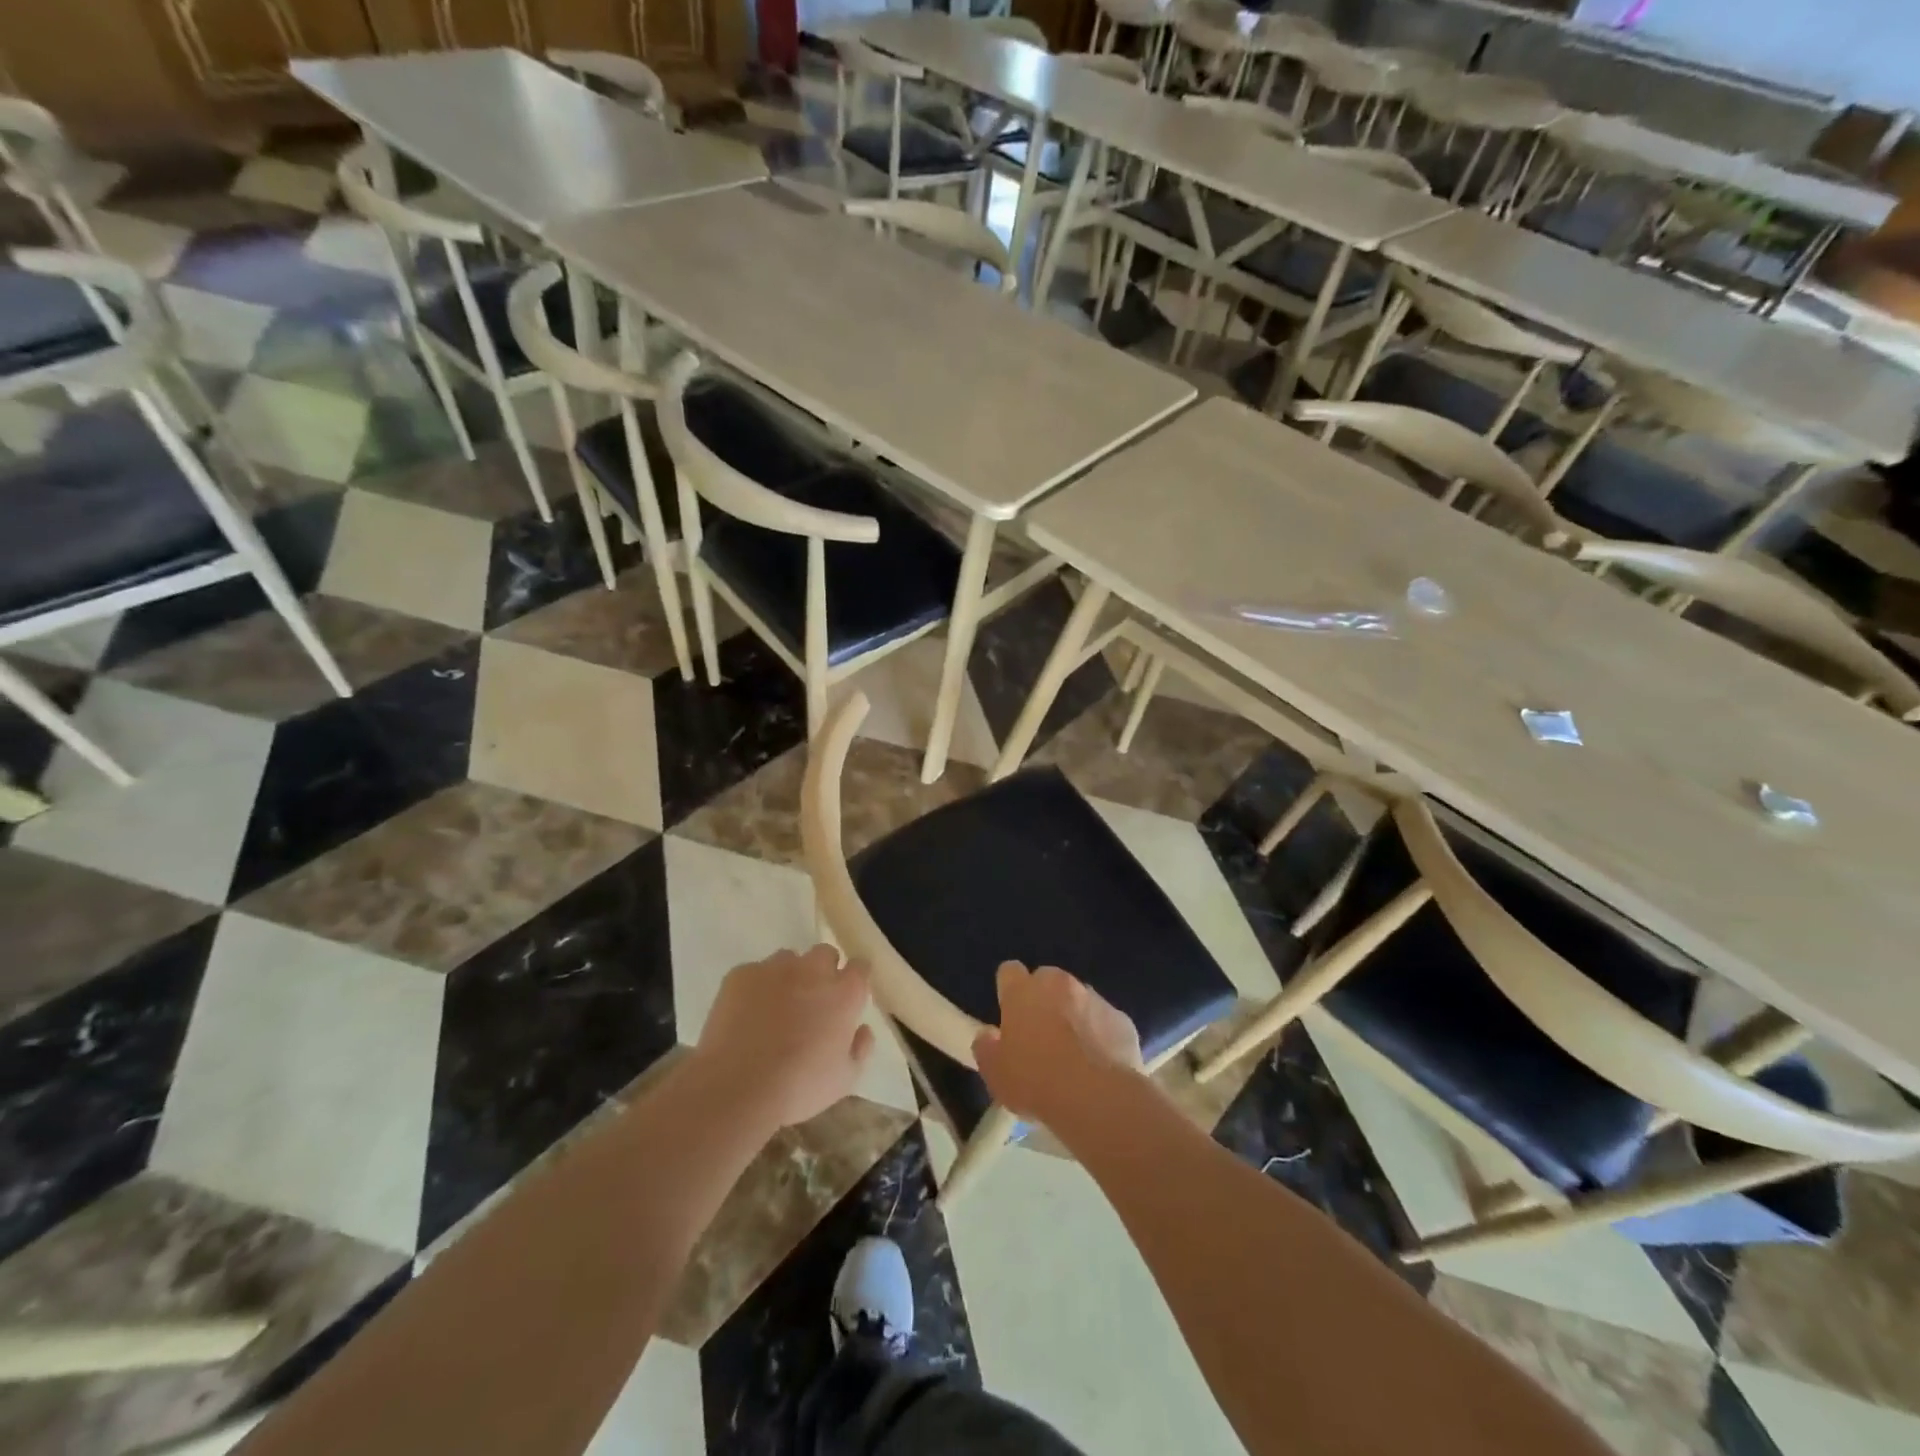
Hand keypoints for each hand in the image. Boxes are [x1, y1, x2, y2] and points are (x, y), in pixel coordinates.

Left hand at [692, 945, 874, 1129]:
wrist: (738, 1087)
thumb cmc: (799, 1087)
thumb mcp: (844, 1079)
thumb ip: (860, 1048)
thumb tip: (862, 1029)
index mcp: (844, 993)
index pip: (859, 967)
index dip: (855, 980)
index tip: (848, 996)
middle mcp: (813, 970)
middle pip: (824, 954)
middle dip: (823, 972)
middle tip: (812, 1003)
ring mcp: (774, 968)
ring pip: (788, 960)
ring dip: (789, 977)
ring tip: (775, 1009)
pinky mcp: (740, 974)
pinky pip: (754, 973)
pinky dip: (755, 989)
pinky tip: (746, 1017)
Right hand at [973, 962, 1142, 1128]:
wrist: (1097, 1098)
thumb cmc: (1036, 1082)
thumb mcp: (995, 1074)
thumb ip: (987, 1048)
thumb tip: (987, 1036)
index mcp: (1023, 992)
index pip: (1009, 972)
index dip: (1009, 990)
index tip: (1010, 1013)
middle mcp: (1058, 984)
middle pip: (1047, 980)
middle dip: (1044, 999)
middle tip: (1041, 1034)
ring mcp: (1093, 998)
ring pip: (1078, 998)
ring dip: (1073, 1015)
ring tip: (1074, 1052)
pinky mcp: (1121, 1018)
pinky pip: (1105, 1020)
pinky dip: (1100, 1034)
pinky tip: (1100, 1063)